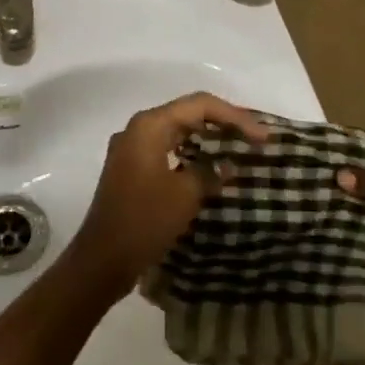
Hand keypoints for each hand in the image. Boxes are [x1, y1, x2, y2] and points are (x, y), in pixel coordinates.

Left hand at [64, 92, 268, 300]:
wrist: (102, 259)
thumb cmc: (144, 220)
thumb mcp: (184, 195)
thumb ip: (209, 173)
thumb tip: (228, 167)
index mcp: (150, 125)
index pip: (199, 105)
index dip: (234, 117)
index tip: (263, 137)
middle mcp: (139, 128)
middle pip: (188, 113)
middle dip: (222, 123)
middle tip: (255, 138)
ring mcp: (132, 148)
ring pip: (177, 131)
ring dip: (207, 139)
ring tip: (238, 149)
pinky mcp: (132, 168)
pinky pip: (168, 149)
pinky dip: (191, 154)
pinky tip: (210, 169)